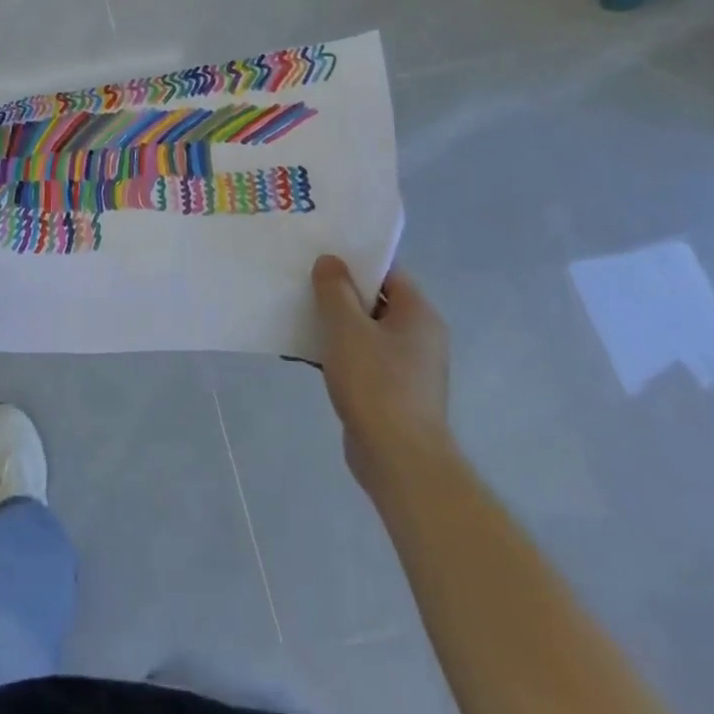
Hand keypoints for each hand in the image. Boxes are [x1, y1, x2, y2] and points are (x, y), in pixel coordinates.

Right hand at [312, 256, 450, 495]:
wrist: (399, 460)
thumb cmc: (376, 384)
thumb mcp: (347, 328)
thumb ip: (335, 290)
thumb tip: (331, 261)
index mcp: (418, 314)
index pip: (388, 271)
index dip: (355, 260)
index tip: (321, 252)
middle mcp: (418, 336)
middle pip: (375, 300)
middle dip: (337, 292)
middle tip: (301, 280)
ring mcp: (406, 367)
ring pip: (364, 331)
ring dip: (332, 324)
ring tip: (294, 313)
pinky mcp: (390, 392)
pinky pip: (360, 359)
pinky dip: (335, 352)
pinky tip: (302, 353)